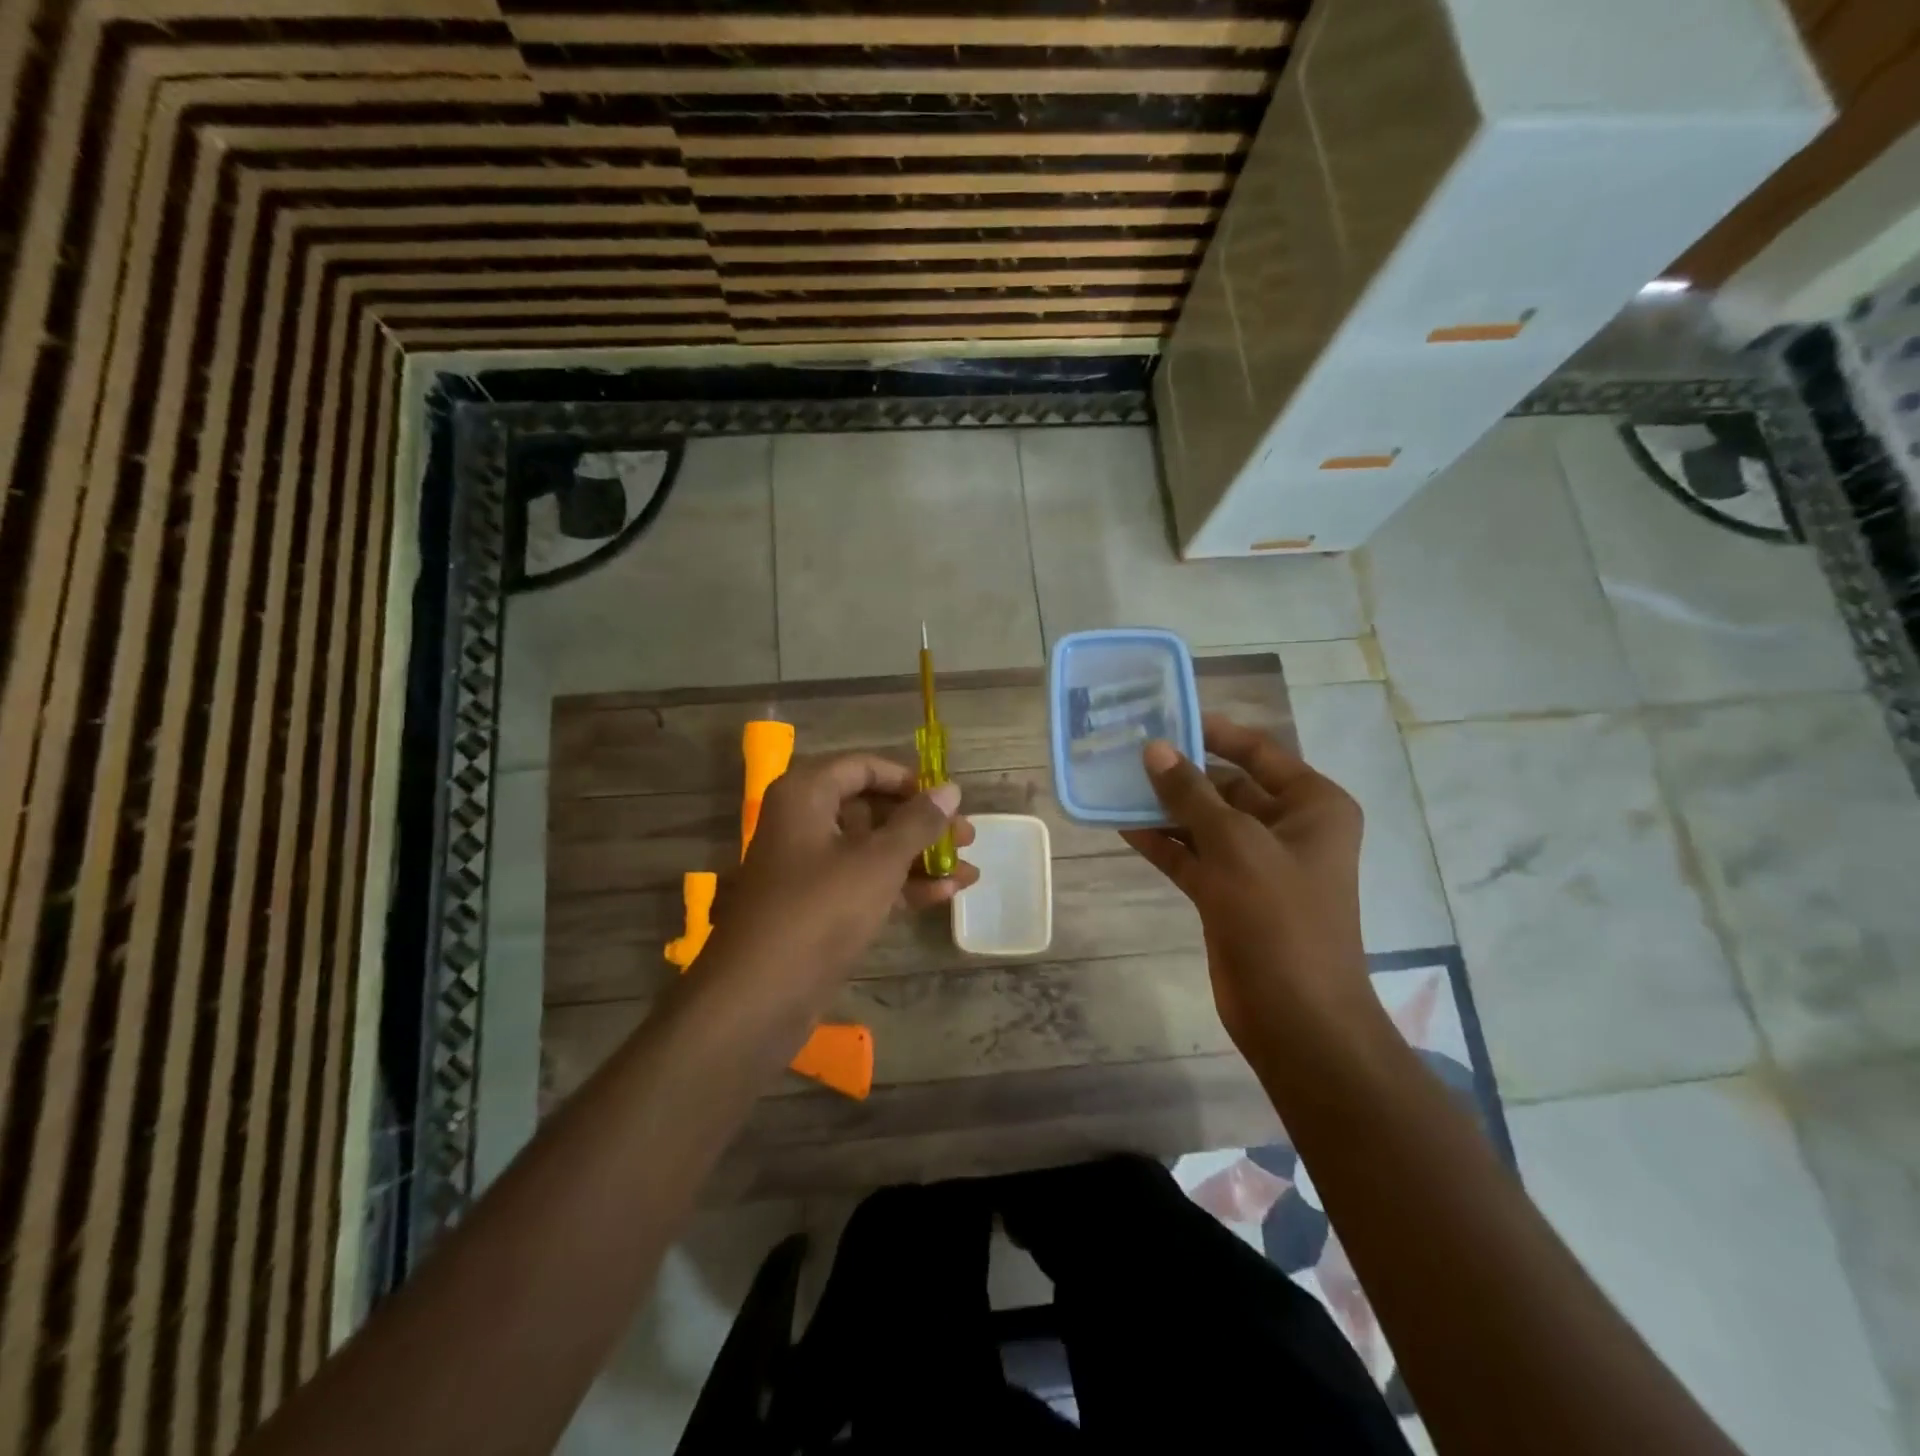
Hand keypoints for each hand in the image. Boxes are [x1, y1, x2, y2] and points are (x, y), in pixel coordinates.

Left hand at [703, 753, 974, 1028]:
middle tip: (968, 837)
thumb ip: (917, 822)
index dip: (908, 780)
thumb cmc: (821, 910)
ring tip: (970, 871)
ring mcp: (809, 866)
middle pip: (871, 808)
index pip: (863, 767)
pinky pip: (864, 881)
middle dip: (922, 824)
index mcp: (806, 794)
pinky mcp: (817, 905)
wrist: (761, 995)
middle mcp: (804, 822)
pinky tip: (946, 895)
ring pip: (872, 849)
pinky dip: (901, 885)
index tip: (947, 799)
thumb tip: (950, 788)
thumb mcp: (878, 861)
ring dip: (920, 859)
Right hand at [1121, 714, 1370, 1059]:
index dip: (1213, 733)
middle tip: (1127, 752)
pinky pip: (1192, 857)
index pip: (1258, 752)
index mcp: (1312, 805)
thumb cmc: (1279, 916)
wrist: (1295, 1015)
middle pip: (1227, 786)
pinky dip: (1163, 843)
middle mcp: (1288, 828)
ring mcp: (1257, 864)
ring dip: (1165, 808)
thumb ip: (1190, 794)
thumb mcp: (1234, 844)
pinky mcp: (1229, 894)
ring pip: (1204, 823)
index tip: (1166, 717)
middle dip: (1181, 772)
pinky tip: (1123, 826)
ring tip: (1115, 784)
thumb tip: (1154, 749)